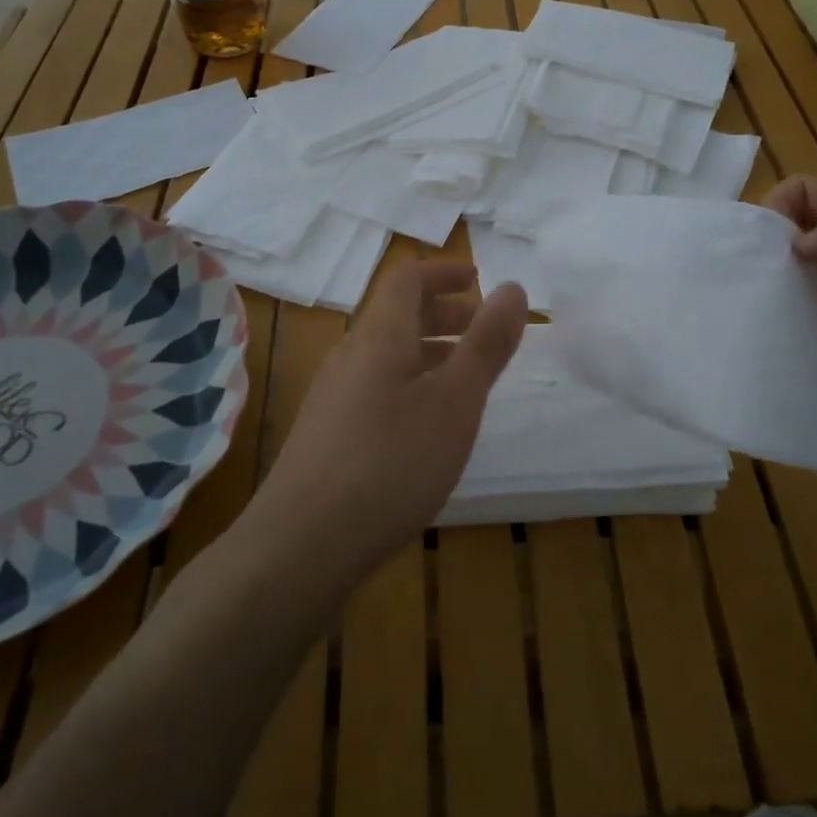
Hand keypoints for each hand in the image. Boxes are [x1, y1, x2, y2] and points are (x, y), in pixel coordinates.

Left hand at [252, 262, 527, 584]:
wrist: (303, 544)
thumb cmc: (392, 462)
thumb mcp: (455, 401)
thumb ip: (486, 344)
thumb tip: (512, 287)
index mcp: (379, 337)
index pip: (407, 280)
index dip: (444, 272)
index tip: (479, 280)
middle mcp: (350, 356)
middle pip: (397, 316)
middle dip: (444, 314)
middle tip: (484, 332)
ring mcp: (332, 397)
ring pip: (387, 356)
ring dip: (430, 352)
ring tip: (466, 380)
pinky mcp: (326, 434)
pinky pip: (375, 388)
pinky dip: (410, 385)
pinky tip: (427, 427)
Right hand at [763, 176, 816, 505]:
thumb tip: (801, 244)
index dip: (782, 206)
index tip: (766, 247)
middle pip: (799, 235)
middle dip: (765, 244)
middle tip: (741, 277)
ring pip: (794, 280)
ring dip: (766, 284)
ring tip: (739, 306)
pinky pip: (800, 327)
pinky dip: (776, 324)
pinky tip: (757, 337)